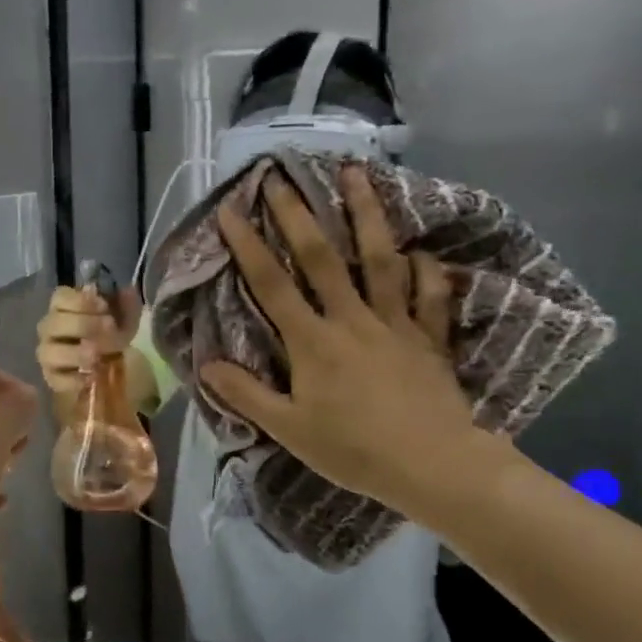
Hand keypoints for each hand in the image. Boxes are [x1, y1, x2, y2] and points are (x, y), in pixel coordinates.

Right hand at [35, 283, 142, 394]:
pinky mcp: (52, 378)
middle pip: (54, 323)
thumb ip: (126, 301)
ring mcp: (48, 354)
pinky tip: (92, 376)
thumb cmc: (114, 331)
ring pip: (50, 352)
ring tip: (98, 356)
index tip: (104, 307)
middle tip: (110, 330)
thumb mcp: (125, 314)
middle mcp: (49, 327)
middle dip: (84, 325)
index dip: (81, 301)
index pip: (59, 297)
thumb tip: (126, 291)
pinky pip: (56, 379)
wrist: (114, 363)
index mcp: (63, 305)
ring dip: (76, 353)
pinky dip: (73, 379)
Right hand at [199, 164, 513, 529]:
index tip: (231, 211)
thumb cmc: (354, 450)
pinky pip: (429, 297)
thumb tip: (207, 365)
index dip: (248, 246)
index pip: (272, 285)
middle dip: (298, 214)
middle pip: (322, 258)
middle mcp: (352, 320)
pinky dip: (426, 271)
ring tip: (356, 175)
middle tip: (281, 176)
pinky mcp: (429, 338)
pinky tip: (420, 250)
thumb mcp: (289, 430)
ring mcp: (395, 324)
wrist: (433, 466)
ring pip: (380, 260)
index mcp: (313, 342)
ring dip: (366, 214)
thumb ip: (247, 394)